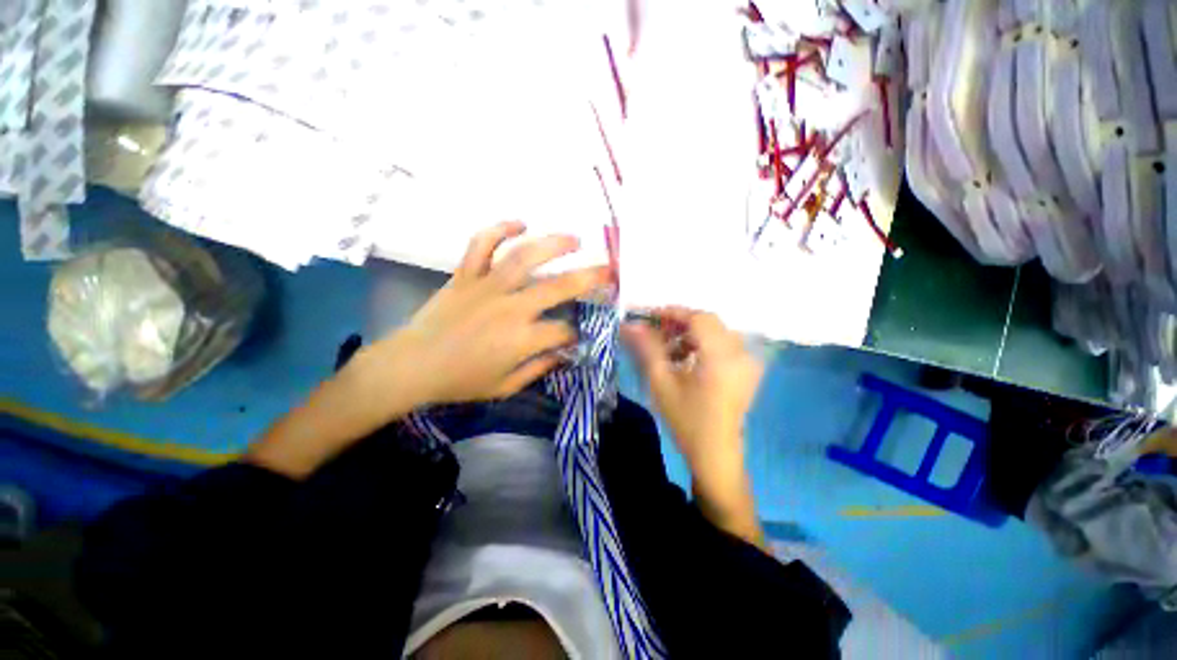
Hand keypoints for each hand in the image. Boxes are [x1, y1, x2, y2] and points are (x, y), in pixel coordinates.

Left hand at [248, 222, 608, 478]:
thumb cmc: (460, 380)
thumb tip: (565, 352)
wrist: (411, 365)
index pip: (564, 331)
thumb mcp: (506, 386)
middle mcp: (510, 307)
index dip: (576, 334)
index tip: (578, 336)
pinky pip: (481, 244)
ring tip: (575, 239)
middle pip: (559, 287)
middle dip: (590, 278)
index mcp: (521, 339)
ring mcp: (486, 286)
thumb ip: (539, 367)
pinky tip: (520, 224)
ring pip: (525, 257)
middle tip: (609, 270)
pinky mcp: (465, 275)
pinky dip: (500, 229)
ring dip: (554, 244)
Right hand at [622, 308, 765, 545]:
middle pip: (708, 322)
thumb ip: (647, 348)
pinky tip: (685, 359)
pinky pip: (723, 344)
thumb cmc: (686, 419)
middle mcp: (740, 353)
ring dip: (690, 334)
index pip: (698, 318)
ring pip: (715, 332)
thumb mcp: (661, 382)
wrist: (714, 453)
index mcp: (721, 356)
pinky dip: (702, 344)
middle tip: (656, 331)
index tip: (650, 316)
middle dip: (680, 322)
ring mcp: (746, 362)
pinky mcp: (746, 370)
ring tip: (668, 349)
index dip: (673, 312)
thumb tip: (631, 324)